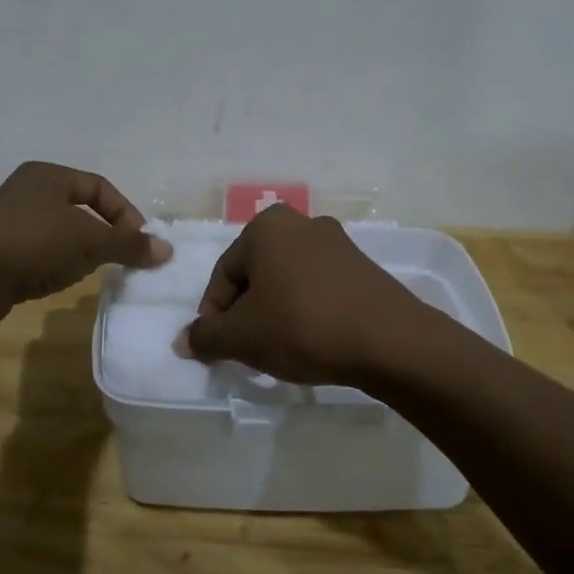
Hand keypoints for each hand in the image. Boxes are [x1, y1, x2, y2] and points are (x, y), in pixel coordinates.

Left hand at [0, 162, 171, 318]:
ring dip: (80, 249)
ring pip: (58, 230)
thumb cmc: (36, 243)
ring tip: (91, 270)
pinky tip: (59, 279)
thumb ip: (129, 244)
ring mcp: (7, 219)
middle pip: (79, 208)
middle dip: (103, 232)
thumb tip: (167, 250)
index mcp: (48, 175)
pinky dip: (56, 261)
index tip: (139, 242)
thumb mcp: (90, 241)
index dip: (125, 213)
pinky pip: (38, 250)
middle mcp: (26, 190)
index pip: (100, 187)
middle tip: (119, 256)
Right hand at [183, 205, 426, 385]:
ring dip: (276, 313)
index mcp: (266, 227)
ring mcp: (338, 243)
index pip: (224, 274)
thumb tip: (184, 341)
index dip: (214, 315)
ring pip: (288, 282)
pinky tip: (312, 342)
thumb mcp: (242, 337)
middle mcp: (301, 223)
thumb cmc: (301, 326)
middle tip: (246, 349)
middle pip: (256, 274)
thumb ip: (206, 337)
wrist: (389, 340)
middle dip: (246, 313)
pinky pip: (319, 289)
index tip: (217, 348)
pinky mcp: (363, 268)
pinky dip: (307, 312)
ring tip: (279, 350)